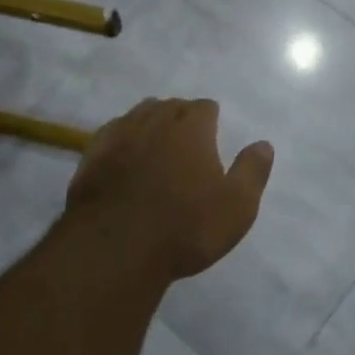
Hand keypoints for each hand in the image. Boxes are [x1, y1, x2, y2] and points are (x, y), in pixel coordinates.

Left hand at [64, 98, 273, 281]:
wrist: (116, 248)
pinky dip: (122, 138)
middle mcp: (155, 122)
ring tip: (156, 141)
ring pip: (138, 115)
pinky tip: (123, 154)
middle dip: (180, 116)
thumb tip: (263, 144)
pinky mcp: (91, 156)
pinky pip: (111, 134)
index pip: (204, 107)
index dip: (210, 118)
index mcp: (192, 128)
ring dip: (150, 122)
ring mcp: (119, 136)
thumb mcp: (237, 206)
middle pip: (170, 106)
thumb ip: (252, 171)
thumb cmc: (186, 227)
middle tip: (187, 139)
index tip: (213, 133)